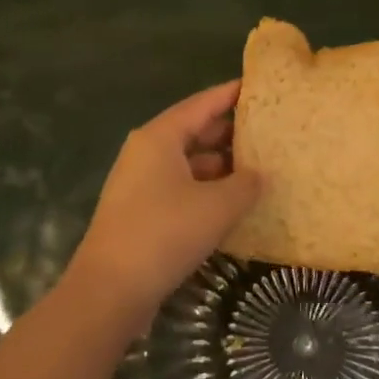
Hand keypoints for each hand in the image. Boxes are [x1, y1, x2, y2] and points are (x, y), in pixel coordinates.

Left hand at [67, 81, 261, 329]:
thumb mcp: (217, 206)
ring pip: (188, 162)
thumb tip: (260, 175)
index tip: (259, 87)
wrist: (110, 291)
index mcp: (159, 137)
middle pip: (193, 131)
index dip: (231, 94)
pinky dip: (206, 189)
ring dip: (220, 165)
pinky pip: (181, 187)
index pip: (202, 104)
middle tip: (268, 130)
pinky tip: (233, 202)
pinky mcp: (140, 212)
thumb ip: (245, 184)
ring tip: (259, 167)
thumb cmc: (165, 233)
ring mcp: (140, 183)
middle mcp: (146, 152)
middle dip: (230, 132)